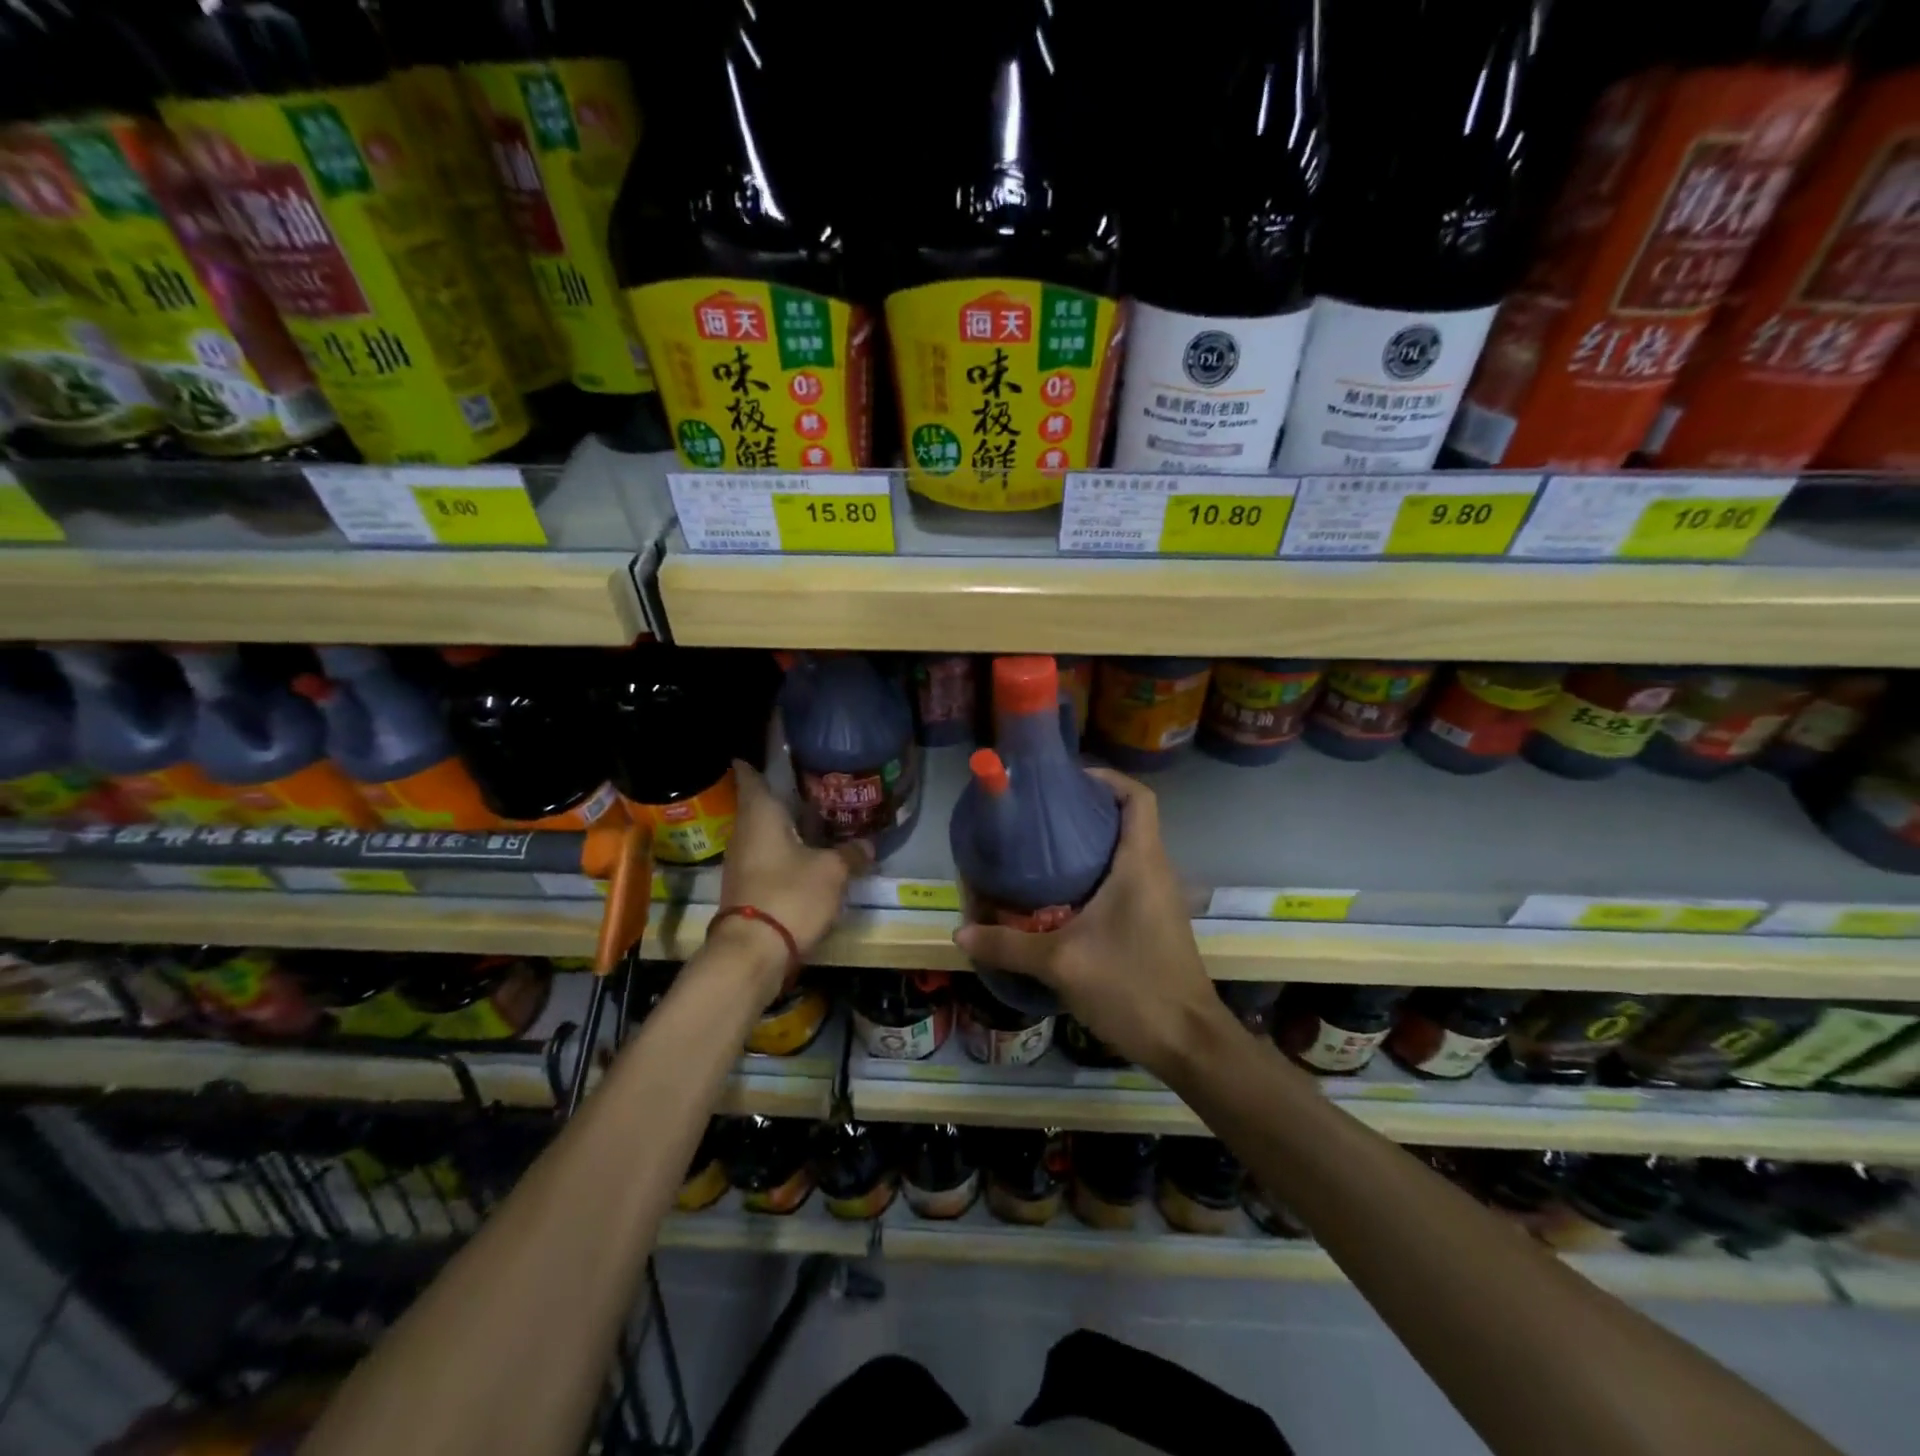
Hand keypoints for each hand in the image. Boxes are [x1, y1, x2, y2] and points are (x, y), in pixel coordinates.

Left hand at [718, 760, 871, 961]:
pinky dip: (784, 850)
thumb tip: (867, 844)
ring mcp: (741, 860)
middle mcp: (744, 831)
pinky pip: (766, 856)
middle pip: (759, 804)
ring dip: (785, 826)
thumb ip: (851, 854)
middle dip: (782, 795)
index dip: (755, 761)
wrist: (753, 952)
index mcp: (760, 814)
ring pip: (764, 832)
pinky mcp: (746, 886)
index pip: (750, 775)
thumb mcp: (832, 872)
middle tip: (812, 785)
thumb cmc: (790, 894)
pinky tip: (806, 854)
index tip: (769, 752)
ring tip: (816, 818)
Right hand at [953, 768, 1229, 1077]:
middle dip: (1088, 811)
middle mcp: (1156, 871)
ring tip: (1044, 852)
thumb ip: (1008, 945)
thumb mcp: (1061, 963)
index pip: (1138, 797)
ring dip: (1092, 846)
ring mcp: (1160, 898)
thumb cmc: (1131, 986)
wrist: (1188, 1042)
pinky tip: (1063, 898)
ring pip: (1128, 852)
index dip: (1107, 779)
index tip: (1068, 781)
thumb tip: (961, 932)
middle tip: (1040, 817)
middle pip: (1128, 820)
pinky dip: (1099, 875)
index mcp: (1141, 863)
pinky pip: (1128, 880)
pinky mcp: (1156, 923)